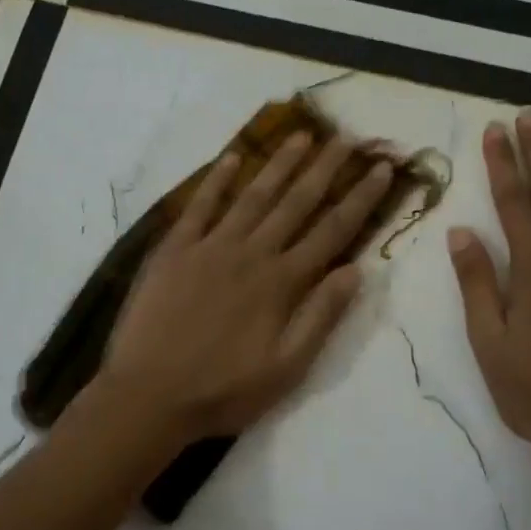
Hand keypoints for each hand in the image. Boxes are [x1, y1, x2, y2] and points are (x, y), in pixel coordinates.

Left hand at [98, 132, 394, 446]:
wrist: (149, 394)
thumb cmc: (223, 390)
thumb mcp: (287, 368)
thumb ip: (321, 316)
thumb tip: (356, 270)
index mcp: (282, 283)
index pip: (332, 231)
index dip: (360, 198)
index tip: (381, 169)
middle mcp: (251, 253)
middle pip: (296, 202)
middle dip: (324, 168)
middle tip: (345, 136)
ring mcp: (210, 247)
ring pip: (253, 195)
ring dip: (279, 163)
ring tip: (301, 135)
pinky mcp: (174, 249)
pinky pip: (199, 206)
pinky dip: (216, 181)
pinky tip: (232, 158)